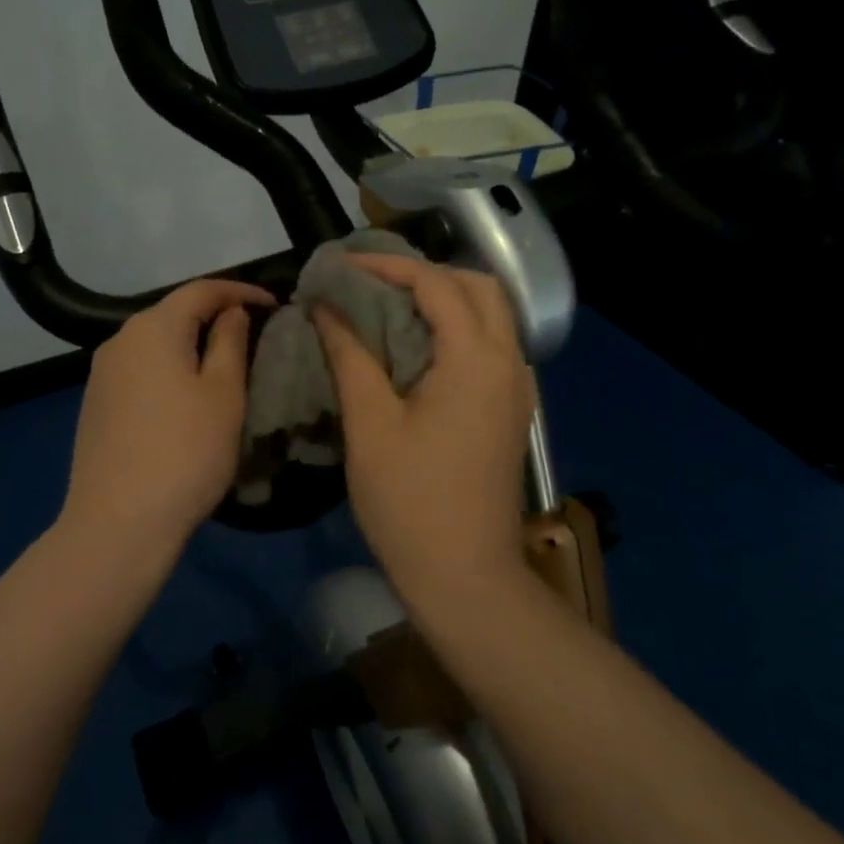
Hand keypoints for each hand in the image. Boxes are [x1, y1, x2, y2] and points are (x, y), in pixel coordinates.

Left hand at [59, 279, 275, 557]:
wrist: (118, 523)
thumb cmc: (185, 452)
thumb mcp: (223, 394)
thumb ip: (229, 342)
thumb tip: (230, 312)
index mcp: (153, 328)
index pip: (201, 290)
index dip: (240, 291)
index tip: (273, 303)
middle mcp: (119, 340)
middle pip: (173, 313)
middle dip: (213, 316)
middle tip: (252, 334)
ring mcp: (101, 374)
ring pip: (154, 343)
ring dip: (189, 345)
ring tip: (223, 365)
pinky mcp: (95, 404)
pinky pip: (139, 370)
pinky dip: (167, 370)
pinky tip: (184, 396)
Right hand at [314, 254, 531, 594]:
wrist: (465, 577)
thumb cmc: (409, 501)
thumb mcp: (370, 424)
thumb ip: (350, 355)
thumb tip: (326, 307)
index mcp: (475, 360)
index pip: (437, 284)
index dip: (387, 266)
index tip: (342, 267)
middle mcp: (508, 363)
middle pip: (478, 288)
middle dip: (425, 274)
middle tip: (371, 283)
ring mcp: (516, 389)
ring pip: (490, 316)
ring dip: (443, 299)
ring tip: (387, 308)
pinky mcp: (509, 411)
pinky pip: (489, 347)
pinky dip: (455, 329)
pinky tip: (414, 350)